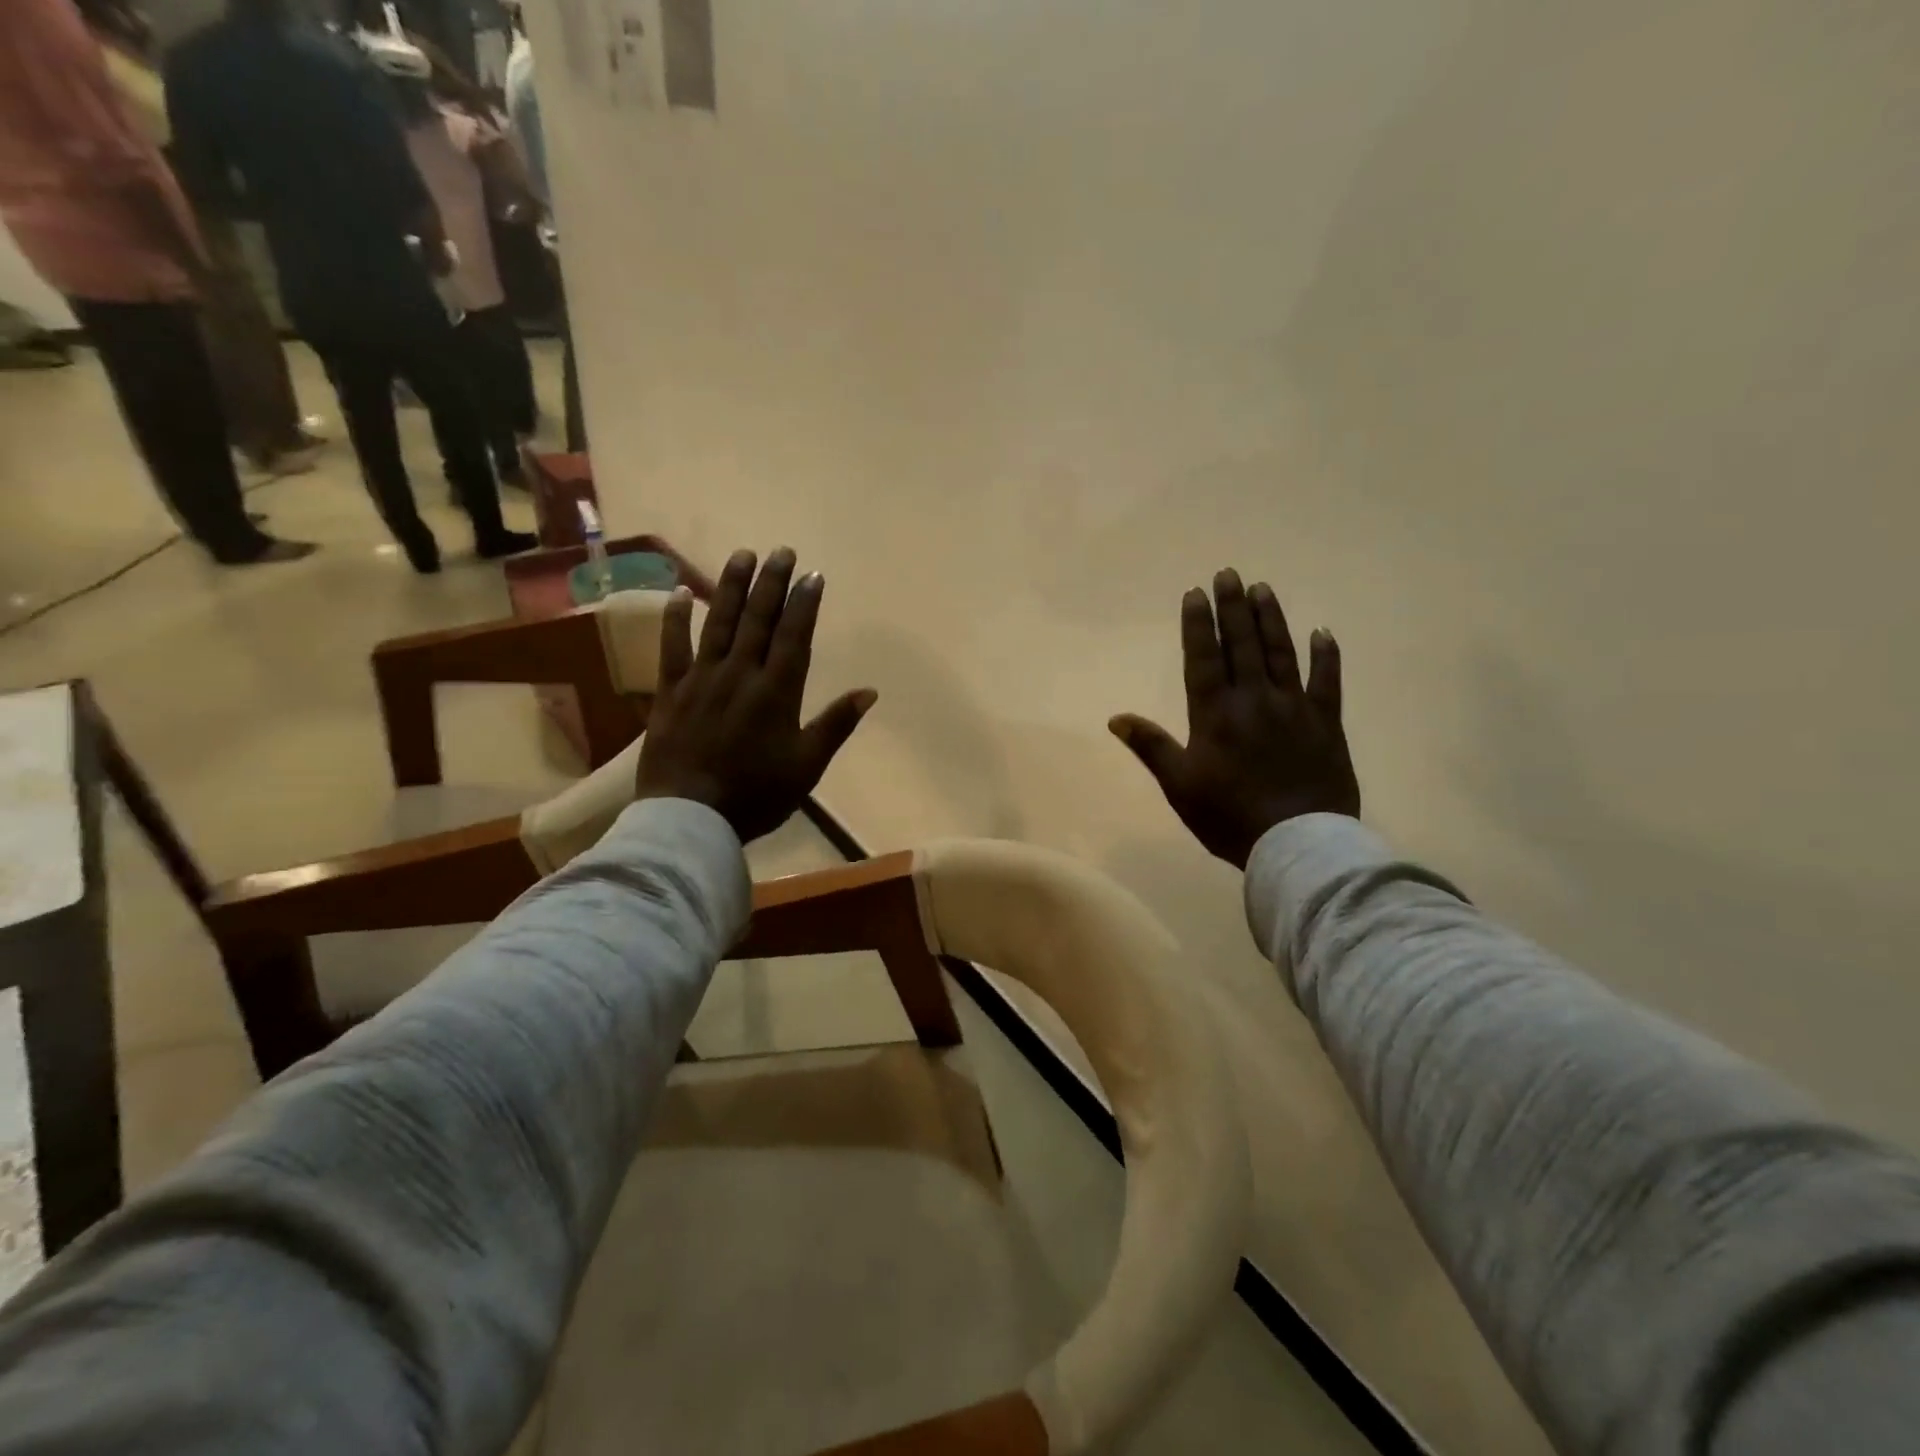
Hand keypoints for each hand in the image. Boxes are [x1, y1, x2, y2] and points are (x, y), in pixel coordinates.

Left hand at [635, 548, 878, 842]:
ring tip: (741, 555)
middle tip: (780, 551)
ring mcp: (702, 679)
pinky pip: (671, 647)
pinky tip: (680, 591)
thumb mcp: (807, 766)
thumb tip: (869, 692)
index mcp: (777, 692)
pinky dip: (675, 618)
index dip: (804, 603)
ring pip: (718, 623)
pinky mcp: (670, 692)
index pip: (794, 636)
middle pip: (758, 620)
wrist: (691, 817)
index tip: (812, 575)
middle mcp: (740, 674)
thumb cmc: (756, 795)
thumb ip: (836, 725)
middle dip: (771, 583)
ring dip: (731, 587)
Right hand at [1111, 570, 1359, 868]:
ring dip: (1270, 619)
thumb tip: (1116, 718)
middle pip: (1242, 645)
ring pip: (1281, 653)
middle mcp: (1253, 699)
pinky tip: (1322, 633)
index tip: (1196, 593)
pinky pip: (1327, 682)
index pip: (1203, 658)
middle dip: (1232, 608)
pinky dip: (1326, 656)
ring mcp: (1294, 708)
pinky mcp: (1326, 723)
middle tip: (1228, 574)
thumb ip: (1150, 746)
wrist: (1296, 843)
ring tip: (1262, 589)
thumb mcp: (1179, 785)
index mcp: (1215, 714)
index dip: (1198, 624)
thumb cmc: (1229, 816)